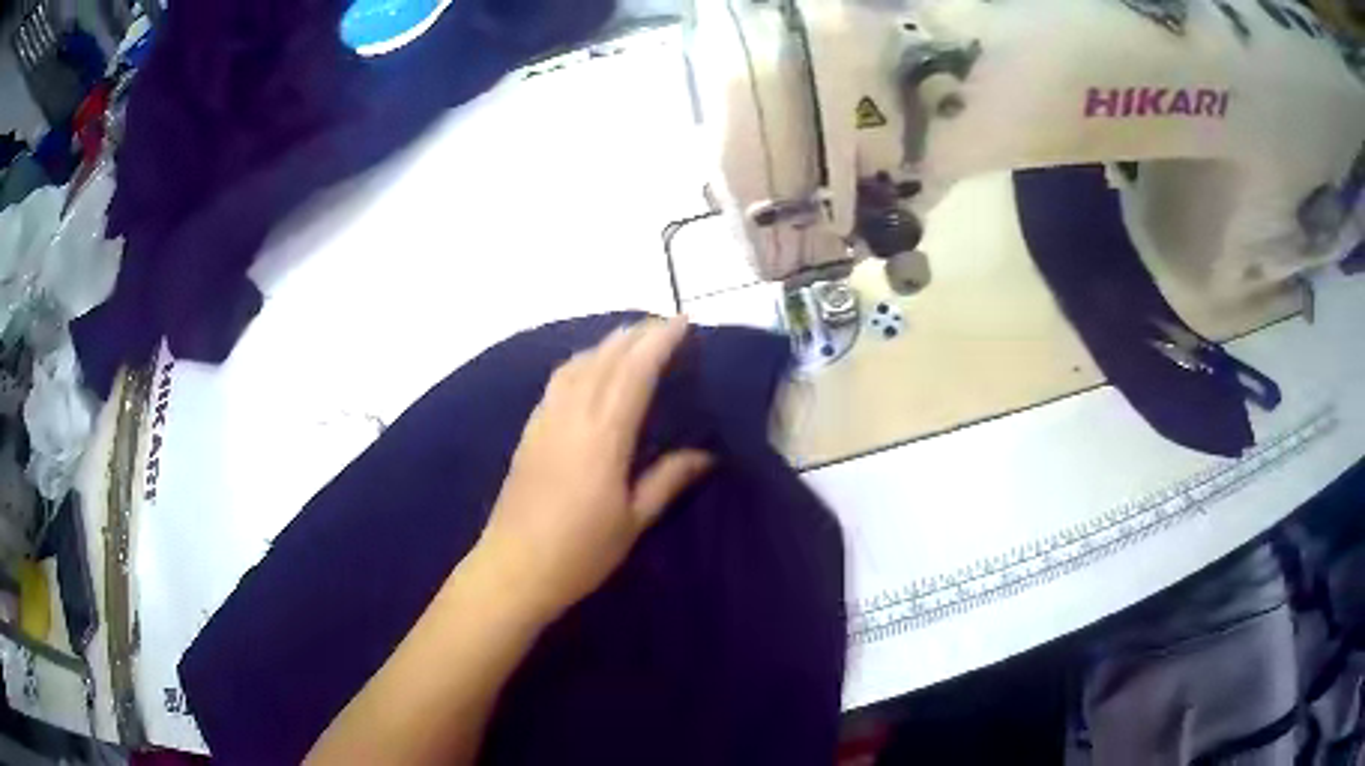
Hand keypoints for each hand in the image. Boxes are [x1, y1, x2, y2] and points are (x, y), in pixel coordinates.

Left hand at [475, 317, 713, 621]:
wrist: (513, 568)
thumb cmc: (580, 552)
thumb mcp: (633, 520)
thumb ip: (668, 480)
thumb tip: (706, 454)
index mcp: (603, 436)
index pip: (634, 372)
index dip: (659, 341)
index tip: (683, 322)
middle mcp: (571, 416)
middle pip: (604, 358)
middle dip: (635, 334)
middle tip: (664, 324)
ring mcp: (544, 420)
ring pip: (576, 364)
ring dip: (606, 344)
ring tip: (631, 341)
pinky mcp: (528, 432)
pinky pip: (557, 381)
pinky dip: (581, 362)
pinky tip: (589, 371)